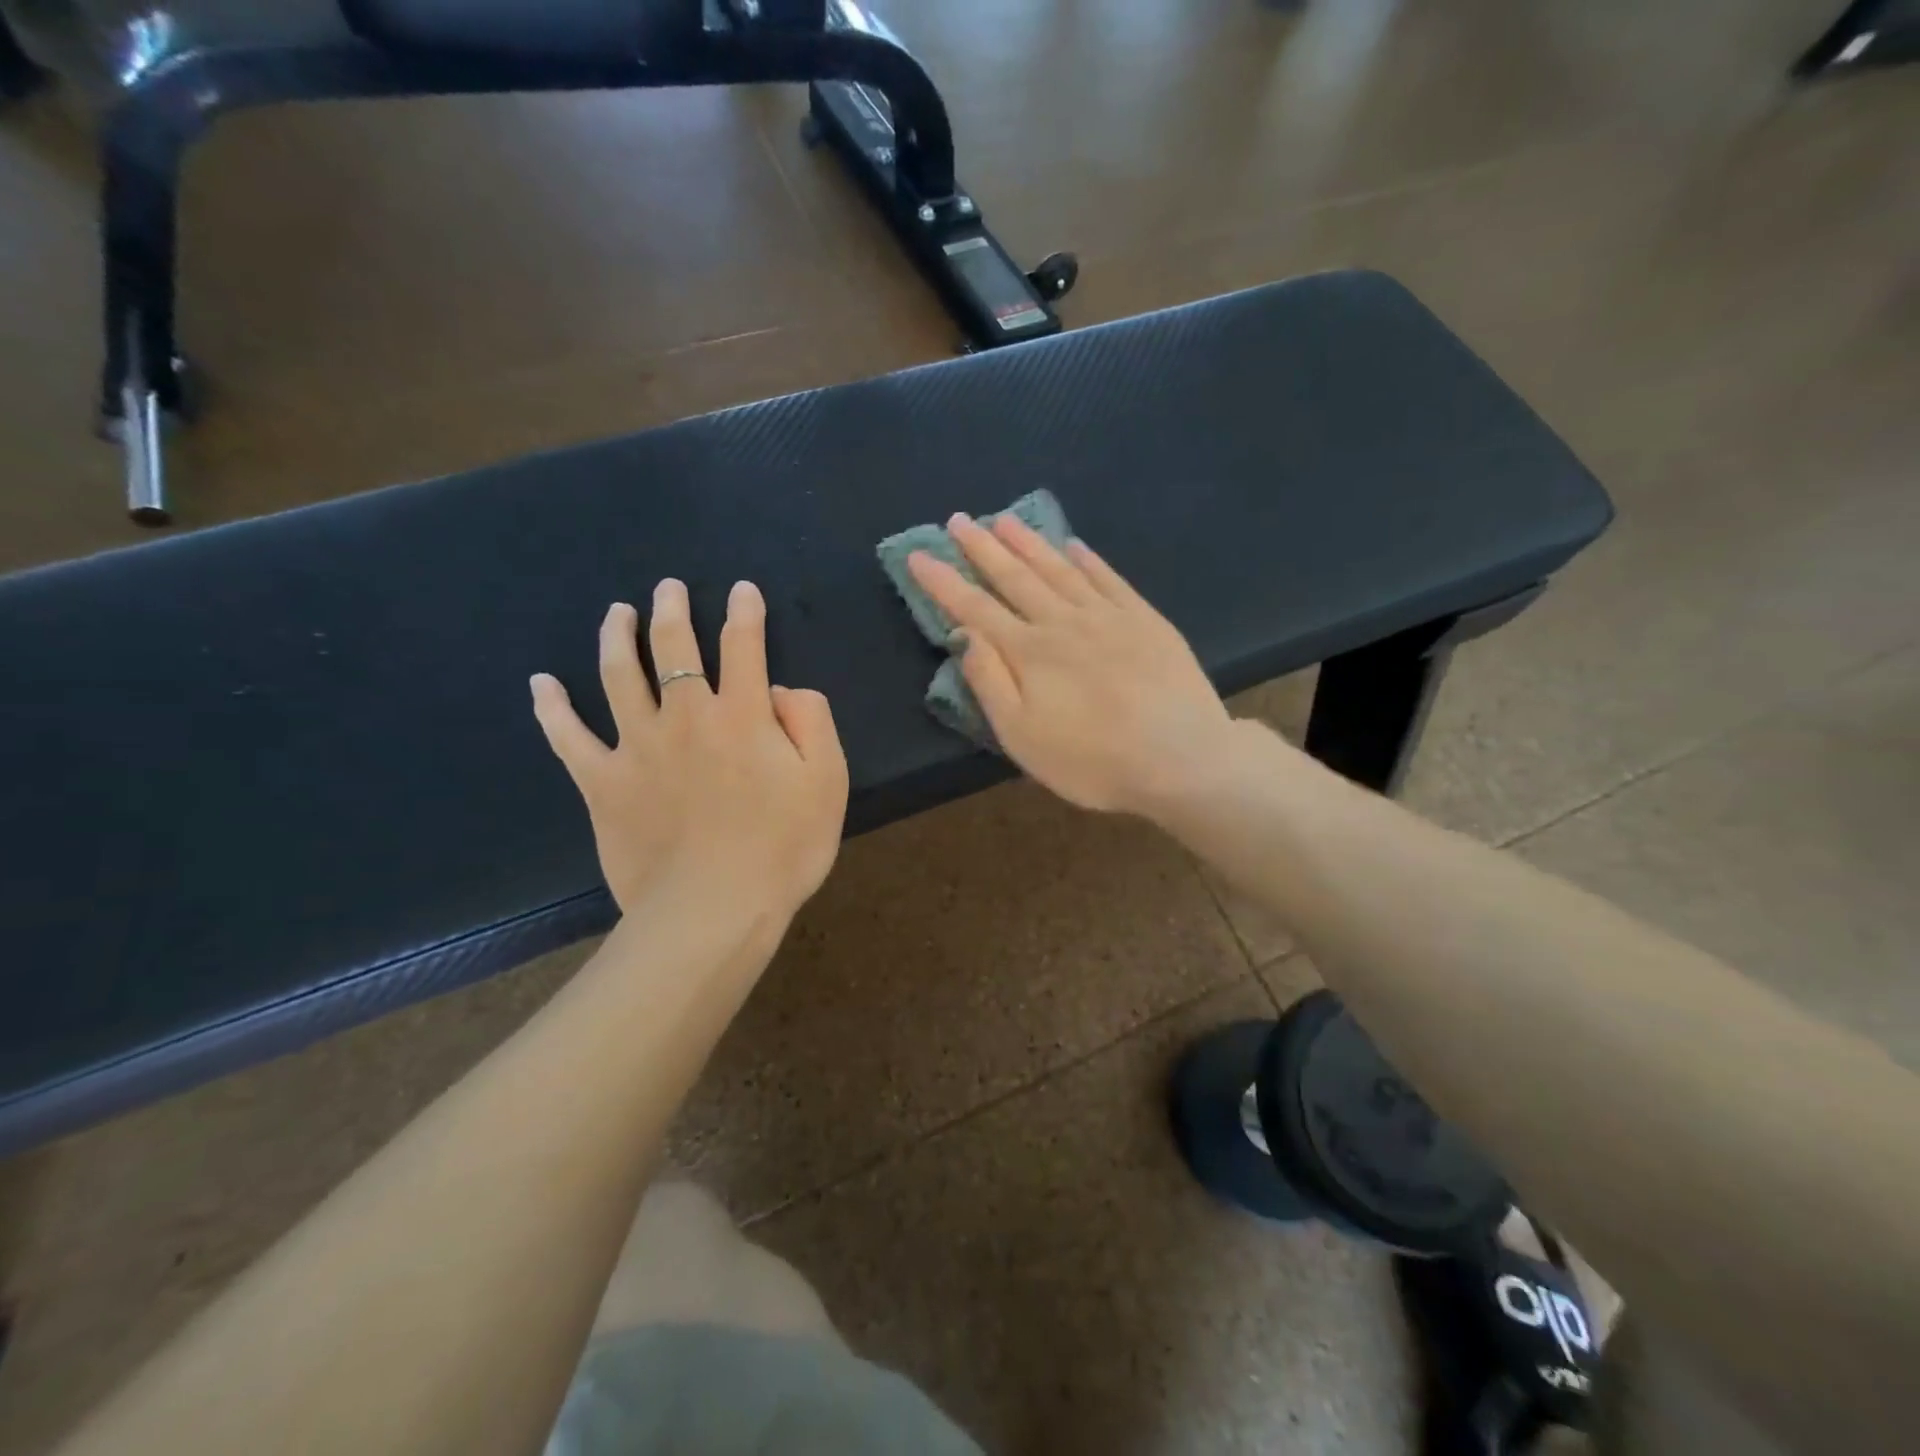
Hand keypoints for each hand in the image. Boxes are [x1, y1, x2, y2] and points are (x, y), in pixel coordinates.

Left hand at [529, 579, 848, 922]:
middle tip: (667, 588)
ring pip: (618, 675)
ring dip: (617, 636)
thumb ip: (812, 722)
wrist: (715, 909)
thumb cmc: (783, 848)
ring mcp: (637, 746)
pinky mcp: (602, 782)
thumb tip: (781, 691)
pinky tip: (540, 685)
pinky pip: (568, 738)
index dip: (744, 612)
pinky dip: (552, 709)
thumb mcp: (827, 781)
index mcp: (742, 714)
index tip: (741, 590)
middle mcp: (685, 716)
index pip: (743, 645)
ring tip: (617, 613)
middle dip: (672, 610)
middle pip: (673, 647)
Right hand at [906, 514, 1232, 815]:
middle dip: (982, 548)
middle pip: (1015, 577)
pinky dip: (1087, 559)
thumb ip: (990, 682)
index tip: (919, 554)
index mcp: (1029, 652)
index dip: (944, 581)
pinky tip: (1073, 545)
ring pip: (1058, 569)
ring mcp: (1108, 616)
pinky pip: (1108, 578)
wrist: (1182, 759)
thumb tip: (964, 634)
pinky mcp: (1145, 619)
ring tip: (1004, 520)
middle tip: (959, 520)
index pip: (975, 608)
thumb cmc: (1092, 761)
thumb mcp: (1023, 737)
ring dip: (1028, 543)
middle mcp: (1063, 622)